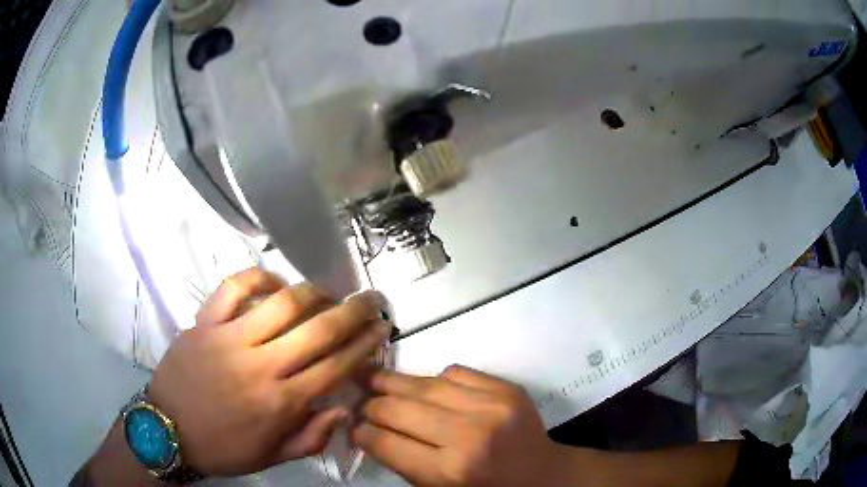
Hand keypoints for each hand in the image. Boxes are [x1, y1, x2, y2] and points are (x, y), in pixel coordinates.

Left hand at [148, 268, 390, 476]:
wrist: (167, 430)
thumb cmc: (224, 448)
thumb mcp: (274, 457)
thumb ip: (312, 437)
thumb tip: (344, 406)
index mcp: (281, 403)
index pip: (336, 365)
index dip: (365, 344)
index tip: (381, 328)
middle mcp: (261, 366)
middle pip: (319, 329)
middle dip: (353, 310)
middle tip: (370, 299)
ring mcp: (230, 338)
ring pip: (283, 302)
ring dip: (314, 292)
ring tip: (327, 293)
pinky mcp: (204, 322)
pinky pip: (235, 287)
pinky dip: (260, 278)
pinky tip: (275, 284)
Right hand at [352, 366, 562, 486]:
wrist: (542, 475)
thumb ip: (403, 462)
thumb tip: (368, 430)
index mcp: (449, 471)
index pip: (385, 442)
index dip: (360, 431)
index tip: (351, 425)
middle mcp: (468, 435)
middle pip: (398, 408)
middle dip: (370, 404)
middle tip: (357, 400)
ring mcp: (491, 406)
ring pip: (423, 384)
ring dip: (392, 381)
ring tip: (372, 377)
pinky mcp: (506, 388)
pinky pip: (455, 372)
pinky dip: (434, 380)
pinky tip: (426, 388)